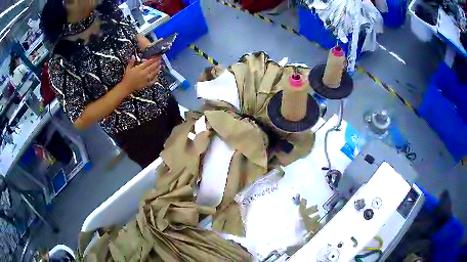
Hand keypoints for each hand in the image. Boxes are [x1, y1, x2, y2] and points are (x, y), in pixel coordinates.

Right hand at [120, 56, 160, 92]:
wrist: (126, 87)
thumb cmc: (126, 78)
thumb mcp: (128, 68)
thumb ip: (131, 62)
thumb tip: (134, 56)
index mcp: (139, 68)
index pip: (148, 62)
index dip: (153, 58)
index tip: (157, 56)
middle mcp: (144, 73)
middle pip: (152, 66)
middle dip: (157, 62)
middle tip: (160, 59)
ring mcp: (146, 79)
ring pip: (154, 73)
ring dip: (158, 69)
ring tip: (160, 65)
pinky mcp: (146, 84)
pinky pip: (153, 81)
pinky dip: (156, 78)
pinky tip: (157, 75)